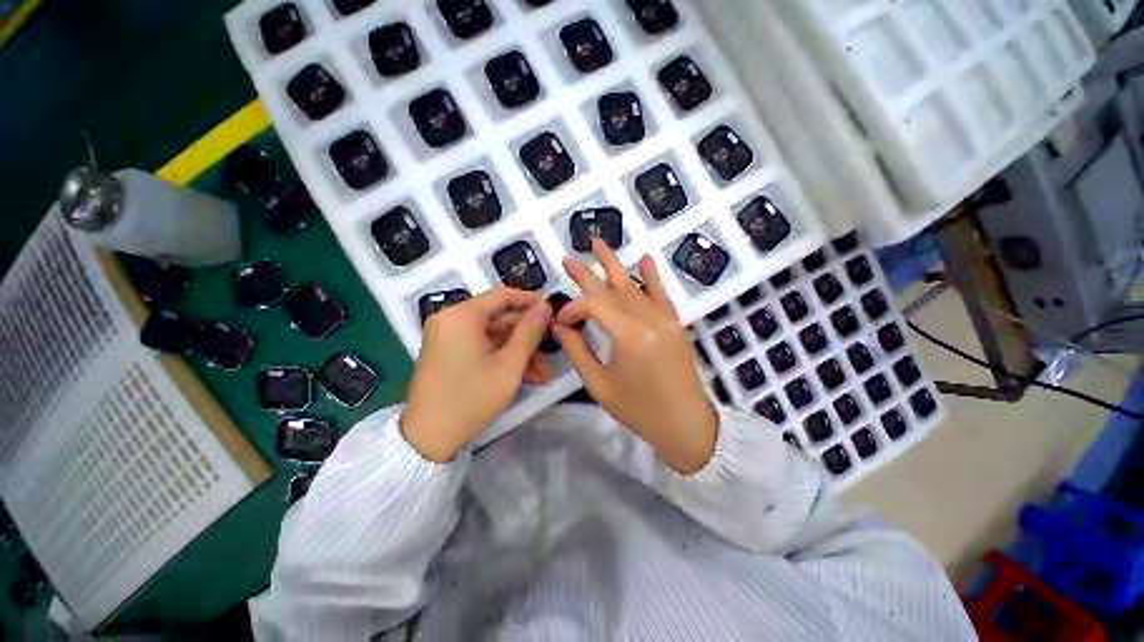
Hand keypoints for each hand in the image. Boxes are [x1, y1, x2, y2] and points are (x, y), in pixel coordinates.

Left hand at [401, 288, 554, 461]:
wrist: (427, 440)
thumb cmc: (471, 399)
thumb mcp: (509, 365)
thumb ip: (530, 332)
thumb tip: (546, 306)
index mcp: (461, 315)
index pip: (502, 295)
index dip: (530, 300)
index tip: (553, 310)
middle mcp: (451, 319)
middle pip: (499, 317)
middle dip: (528, 336)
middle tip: (552, 349)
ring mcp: (448, 337)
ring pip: (494, 335)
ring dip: (519, 351)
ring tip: (544, 373)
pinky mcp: (448, 352)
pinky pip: (482, 346)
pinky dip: (503, 358)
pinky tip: (526, 376)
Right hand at [554, 239, 718, 473]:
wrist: (686, 424)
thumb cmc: (639, 410)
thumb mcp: (599, 385)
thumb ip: (577, 350)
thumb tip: (561, 325)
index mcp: (629, 336)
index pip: (594, 306)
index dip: (572, 309)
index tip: (560, 322)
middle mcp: (649, 319)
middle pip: (611, 288)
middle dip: (587, 274)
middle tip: (568, 258)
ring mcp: (665, 318)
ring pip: (633, 285)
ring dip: (614, 264)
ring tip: (598, 243)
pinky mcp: (674, 322)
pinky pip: (661, 293)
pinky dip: (651, 275)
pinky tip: (643, 258)